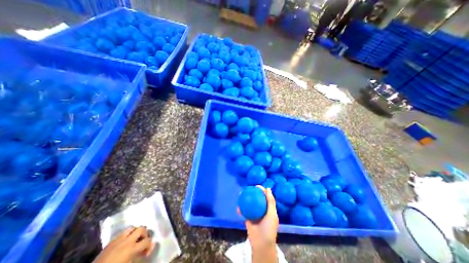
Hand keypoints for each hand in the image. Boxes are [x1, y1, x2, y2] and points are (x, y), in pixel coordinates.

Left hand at [92, 226, 154, 262]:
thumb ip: (140, 255)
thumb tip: (152, 246)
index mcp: (131, 248)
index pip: (147, 241)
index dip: (150, 245)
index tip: (147, 252)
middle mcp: (127, 240)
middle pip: (141, 228)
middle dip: (144, 234)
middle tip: (143, 241)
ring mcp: (118, 239)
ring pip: (132, 228)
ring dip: (135, 232)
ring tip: (135, 239)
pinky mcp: (110, 242)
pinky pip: (122, 233)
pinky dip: (127, 235)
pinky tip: (125, 242)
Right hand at [239, 186, 277, 261]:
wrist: (261, 243)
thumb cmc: (269, 228)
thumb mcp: (272, 214)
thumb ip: (271, 201)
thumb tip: (268, 188)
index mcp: (268, 209)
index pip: (265, 197)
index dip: (262, 190)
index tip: (257, 186)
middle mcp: (261, 210)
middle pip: (256, 199)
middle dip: (252, 193)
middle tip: (248, 188)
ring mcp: (254, 214)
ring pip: (249, 204)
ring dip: (245, 199)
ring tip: (241, 194)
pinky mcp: (248, 219)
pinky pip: (244, 212)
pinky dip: (240, 209)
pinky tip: (238, 207)